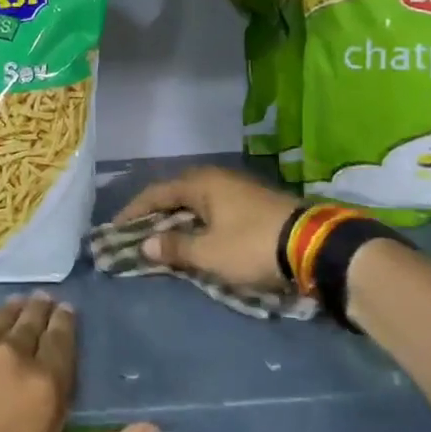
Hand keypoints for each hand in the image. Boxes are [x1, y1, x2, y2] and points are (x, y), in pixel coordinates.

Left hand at [0, 294, 159, 431]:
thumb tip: (152, 429)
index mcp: (42, 387)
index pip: (61, 341)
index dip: (66, 324)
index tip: (67, 312)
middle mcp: (7, 354)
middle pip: (29, 322)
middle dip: (41, 312)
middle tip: (45, 303)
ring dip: (11, 312)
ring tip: (18, 307)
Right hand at [114, 166, 300, 289]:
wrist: (315, 246)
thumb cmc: (252, 245)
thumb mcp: (208, 252)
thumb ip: (174, 248)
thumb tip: (145, 245)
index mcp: (201, 183)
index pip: (156, 193)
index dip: (133, 211)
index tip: (115, 228)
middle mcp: (218, 179)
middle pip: (177, 195)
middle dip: (155, 215)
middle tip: (137, 234)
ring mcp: (240, 190)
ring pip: (198, 203)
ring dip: (179, 221)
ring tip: (164, 239)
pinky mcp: (256, 205)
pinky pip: (215, 211)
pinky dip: (200, 224)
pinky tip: (198, 239)